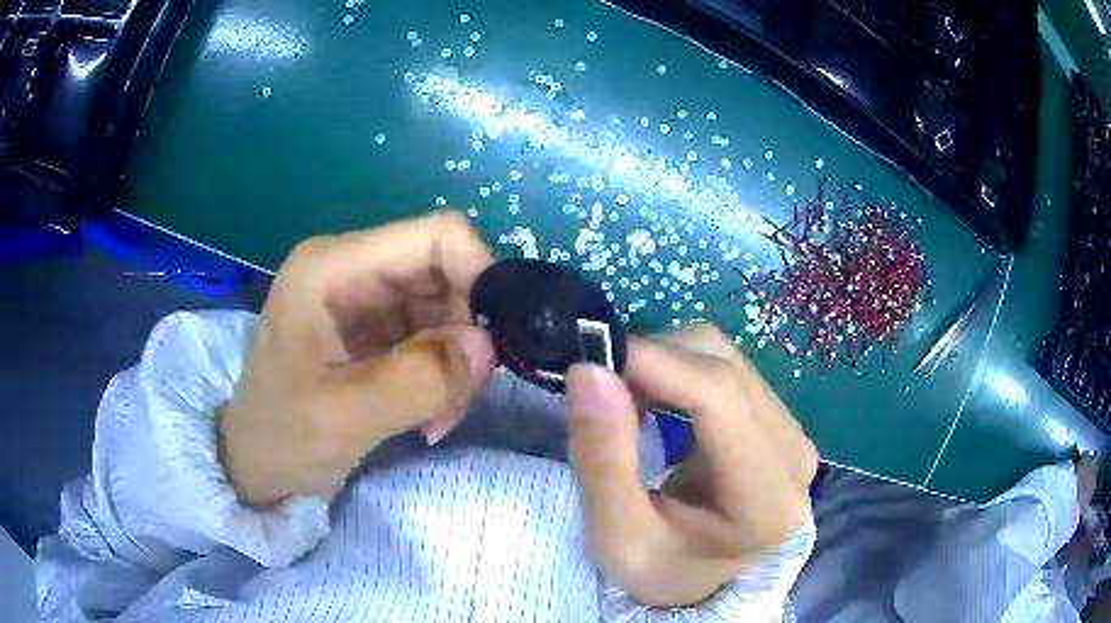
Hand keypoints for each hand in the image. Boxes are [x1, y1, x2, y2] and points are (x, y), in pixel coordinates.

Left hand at [219, 213, 496, 507]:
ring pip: (446, 307)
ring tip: (439, 416)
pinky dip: (441, 375)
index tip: (495, 342)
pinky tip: (429, 414)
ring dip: (455, 362)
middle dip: (466, 333)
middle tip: (462, 395)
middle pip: (444, 272)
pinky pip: (431, 336)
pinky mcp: (372, 328)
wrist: (254, 464)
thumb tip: (488, 347)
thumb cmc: (281, 438)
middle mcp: (352, 268)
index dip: (478, 275)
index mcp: (333, 267)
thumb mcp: (344, 417)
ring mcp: (363, 298)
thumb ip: (418, 380)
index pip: (434, 236)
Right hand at [564, 324, 816, 606]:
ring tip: (624, 398)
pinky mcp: (779, 421)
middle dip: (653, 360)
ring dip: (665, 361)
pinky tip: (654, 398)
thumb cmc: (662, 570)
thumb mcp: (617, 536)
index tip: (590, 360)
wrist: (704, 585)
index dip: (655, 362)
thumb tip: (590, 370)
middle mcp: (793, 453)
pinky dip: (680, 370)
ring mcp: (792, 433)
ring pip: (725, 358)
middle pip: (723, 367)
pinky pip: (728, 370)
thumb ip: (603, 459)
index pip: (720, 397)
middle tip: (599, 388)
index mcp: (765, 499)